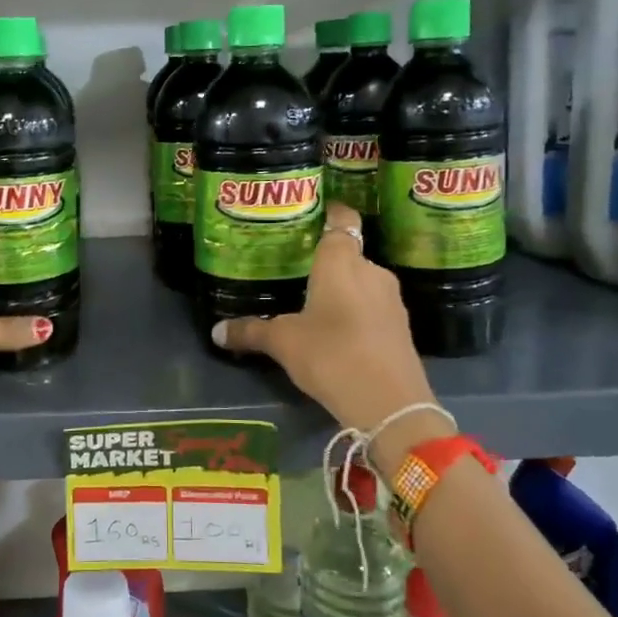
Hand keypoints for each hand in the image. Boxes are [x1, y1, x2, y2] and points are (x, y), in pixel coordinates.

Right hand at [212, 204, 443, 456]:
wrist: (390, 403)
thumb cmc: (331, 355)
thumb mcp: (283, 343)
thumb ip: (251, 331)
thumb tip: (216, 331)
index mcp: (341, 261)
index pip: (342, 220)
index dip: (331, 213)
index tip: (313, 215)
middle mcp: (371, 270)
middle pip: (349, 253)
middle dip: (326, 261)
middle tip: (297, 269)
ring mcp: (391, 299)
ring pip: (362, 282)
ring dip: (343, 289)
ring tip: (314, 302)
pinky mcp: (401, 327)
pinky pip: (373, 307)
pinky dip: (356, 312)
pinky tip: (338, 331)